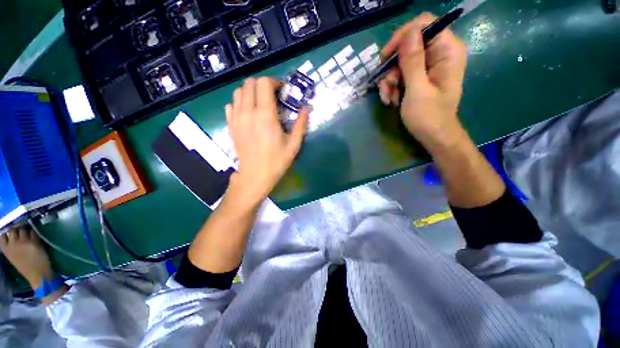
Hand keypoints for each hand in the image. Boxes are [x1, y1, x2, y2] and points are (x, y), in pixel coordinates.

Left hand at [225, 77, 308, 206]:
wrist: (255, 175)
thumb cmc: (277, 161)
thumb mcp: (294, 145)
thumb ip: (301, 124)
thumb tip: (307, 108)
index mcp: (266, 115)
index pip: (264, 83)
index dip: (274, 82)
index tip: (282, 90)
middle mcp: (248, 112)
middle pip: (250, 83)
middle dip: (263, 85)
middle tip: (273, 96)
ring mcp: (236, 118)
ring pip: (238, 91)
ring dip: (250, 92)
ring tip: (260, 103)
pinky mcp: (230, 125)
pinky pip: (231, 104)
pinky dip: (239, 102)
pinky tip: (248, 112)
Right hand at [378, 13, 467, 148]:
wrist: (434, 136)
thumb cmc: (429, 117)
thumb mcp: (417, 90)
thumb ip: (413, 61)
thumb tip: (409, 32)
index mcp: (447, 50)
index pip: (424, 24)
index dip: (402, 36)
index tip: (386, 57)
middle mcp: (439, 53)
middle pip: (409, 44)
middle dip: (392, 67)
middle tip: (385, 86)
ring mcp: (429, 65)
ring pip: (400, 61)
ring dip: (389, 80)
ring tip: (387, 98)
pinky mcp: (420, 76)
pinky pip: (401, 73)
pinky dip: (392, 86)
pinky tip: (390, 100)